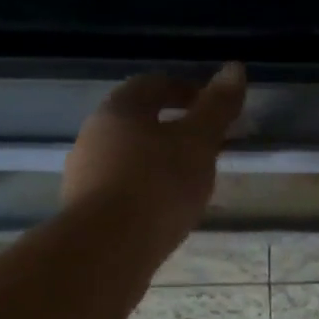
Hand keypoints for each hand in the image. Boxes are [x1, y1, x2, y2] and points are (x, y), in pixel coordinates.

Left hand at [62, 64, 246, 257]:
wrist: (106, 251)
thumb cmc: (157, 186)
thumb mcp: (198, 143)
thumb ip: (217, 107)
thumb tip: (235, 67)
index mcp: (119, 110)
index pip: (152, 85)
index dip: (184, 89)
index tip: (211, 106)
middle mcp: (94, 135)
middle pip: (136, 120)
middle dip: (170, 127)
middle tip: (204, 144)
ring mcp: (83, 174)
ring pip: (126, 155)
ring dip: (156, 160)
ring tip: (187, 181)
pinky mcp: (84, 210)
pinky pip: (120, 187)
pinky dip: (143, 189)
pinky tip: (163, 210)